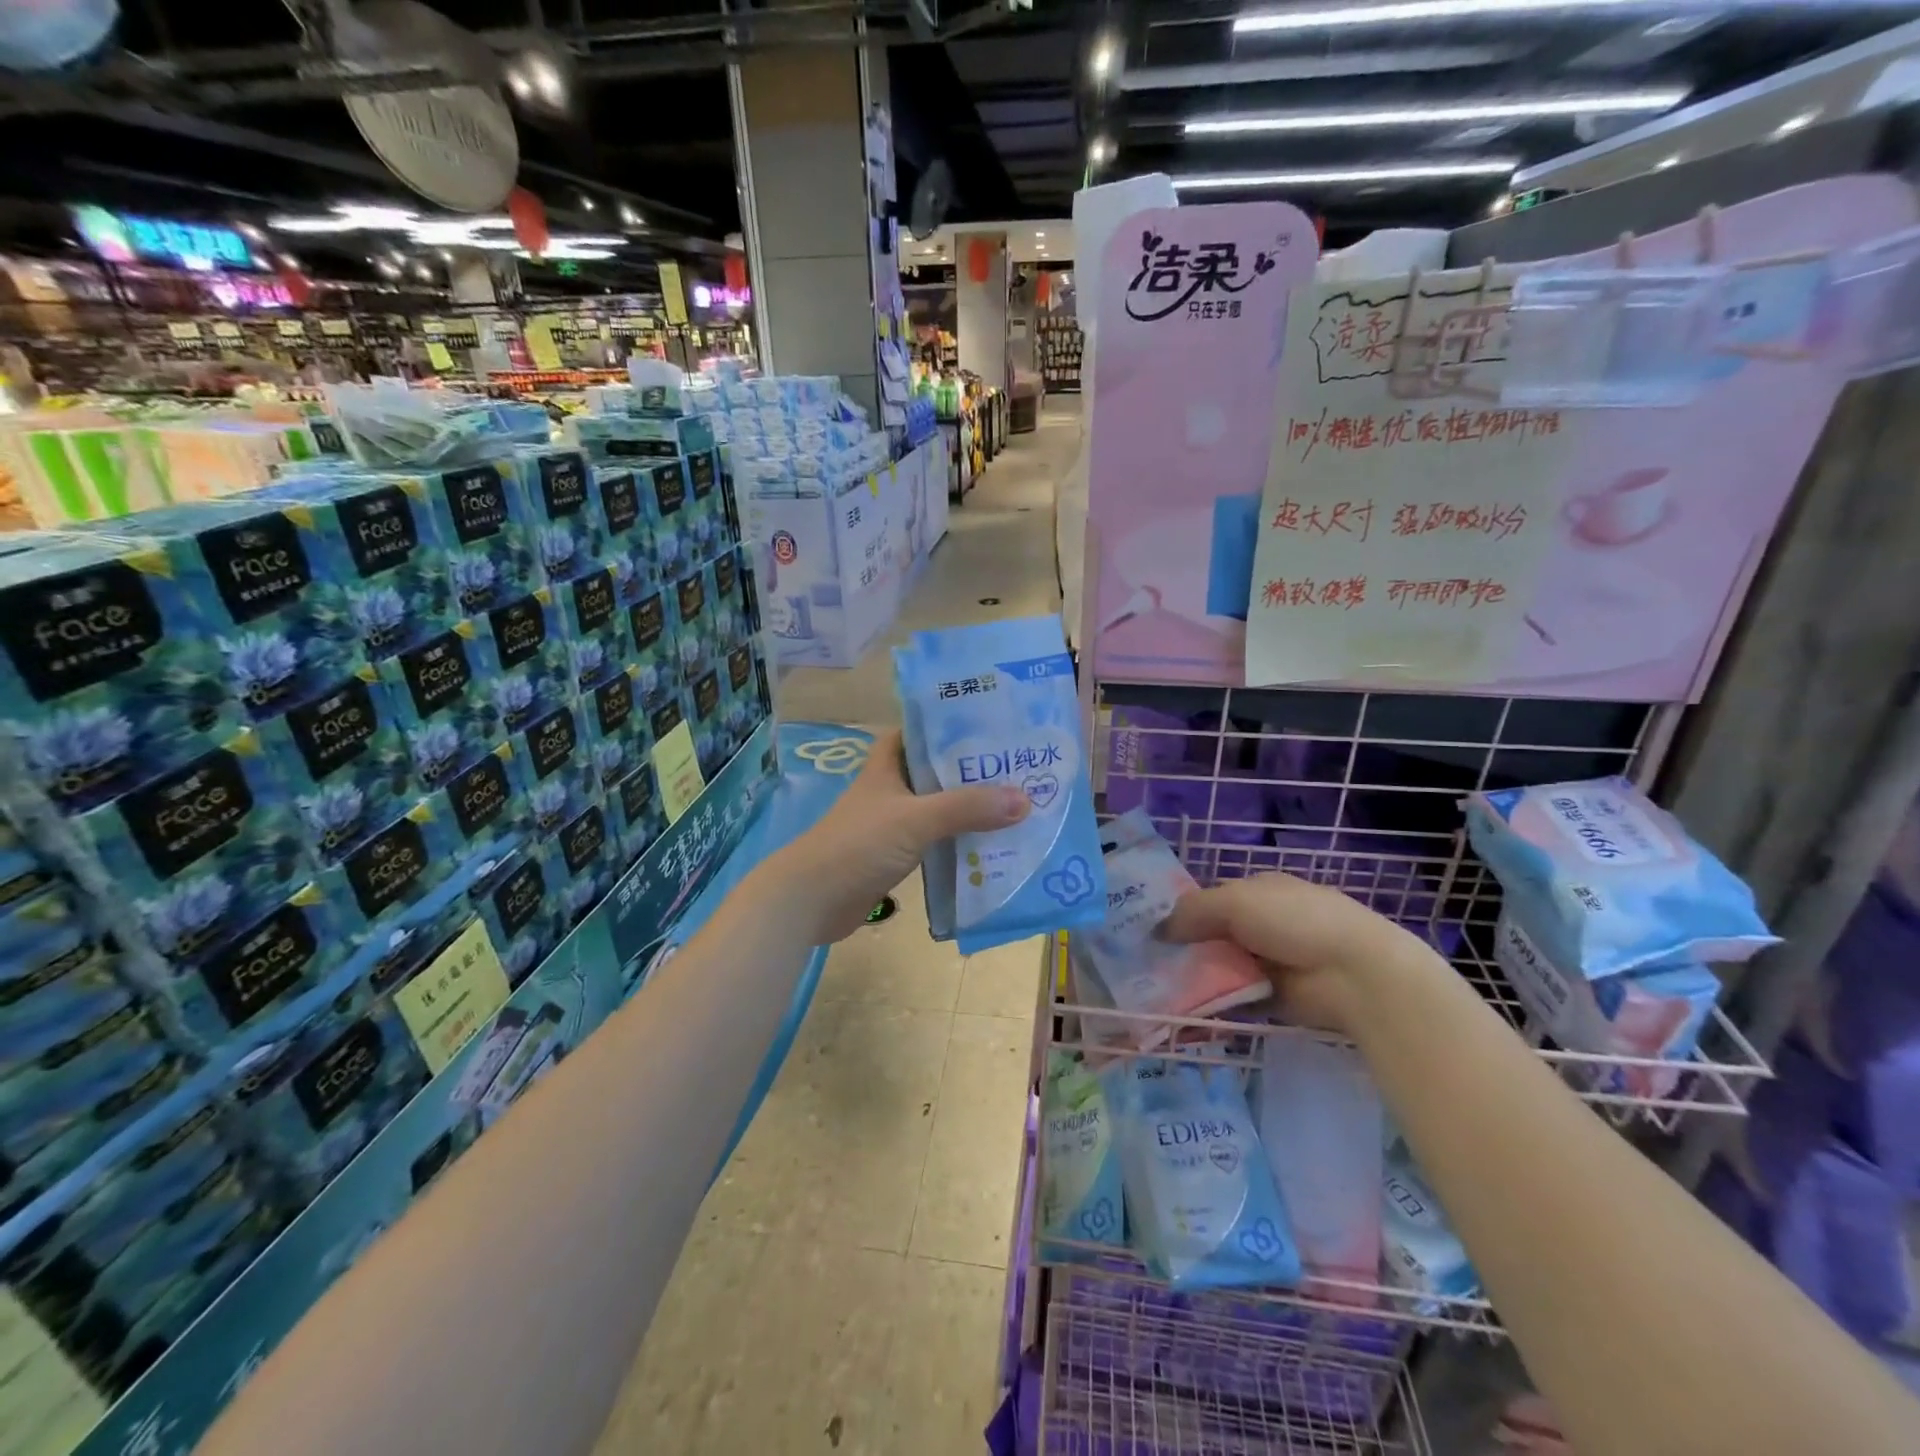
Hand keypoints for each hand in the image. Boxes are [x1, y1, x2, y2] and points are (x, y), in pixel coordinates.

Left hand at [764, 729, 1030, 942]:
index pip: (918, 733)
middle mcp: (890, 790)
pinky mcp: (894, 857)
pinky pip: (934, 843)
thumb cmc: (859, 844)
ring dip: (968, 810)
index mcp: (887, 766)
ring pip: (937, 809)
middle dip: (971, 771)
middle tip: (1017, 768)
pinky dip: (958, 843)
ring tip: (1015, 806)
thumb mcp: (916, 819)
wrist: (810, 900)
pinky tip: (989, 847)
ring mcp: (891, 825)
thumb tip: (1024, 799)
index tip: (990, 725)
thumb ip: (967, 808)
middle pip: (935, 772)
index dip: (949, 726)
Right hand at [1158, 872, 1437, 1033]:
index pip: (1210, 899)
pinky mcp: (1272, 998)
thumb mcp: (1235, 902)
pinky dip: (1211, 1005)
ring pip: (1218, 968)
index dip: (1180, 913)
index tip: (1146, 930)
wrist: (1355, 974)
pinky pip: (1232, 999)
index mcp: (1257, 891)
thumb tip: (1157, 931)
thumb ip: (1192, 911)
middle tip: (1143, 965)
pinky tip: (1180, 1012)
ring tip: (1153, 992)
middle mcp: (1261, 924)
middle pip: (1211, 935)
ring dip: (1193, 978)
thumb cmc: (1294, 921)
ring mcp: (1268, 962)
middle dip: (1182, 949)